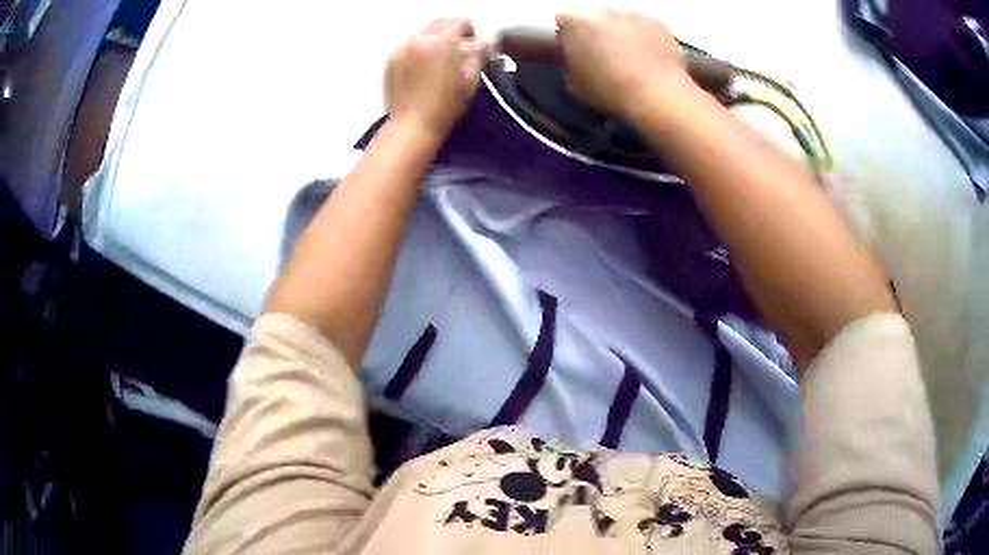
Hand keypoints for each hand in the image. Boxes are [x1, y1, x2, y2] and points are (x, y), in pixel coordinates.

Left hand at [385, 18, 487, 138]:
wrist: (413, 125)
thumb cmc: (446, 106)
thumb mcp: (471, 79)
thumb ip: (478, 54)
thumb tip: (482, 43)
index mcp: (442, 42)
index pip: (461, 22)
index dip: (471, 34)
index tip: (470, 49)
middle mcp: (420, 39)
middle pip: (441, 22)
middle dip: (451, 33)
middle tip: (455, 54)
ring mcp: (402, 48)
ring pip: (423, 32)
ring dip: (434, 41)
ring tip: (437, 63)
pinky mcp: (391, 59)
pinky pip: (409, 44)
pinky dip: (418, 50)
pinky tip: (422, 70)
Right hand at [556, 8, 690, 117]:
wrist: (657, 95)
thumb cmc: (609, 90)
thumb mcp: (574, 83)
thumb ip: (571, 62)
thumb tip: (576, 58)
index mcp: (575, 20)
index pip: (562, 20)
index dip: (567, 36)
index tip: (573, 51)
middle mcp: (603, 9)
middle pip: (593, 15)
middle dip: (595, 30)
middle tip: (601, 54)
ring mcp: (633, 13)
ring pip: (621, 19)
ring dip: (621, 32)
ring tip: (629, 58)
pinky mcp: (659, 23)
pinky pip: (646, 28)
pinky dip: (646, 38)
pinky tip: (650, 60)